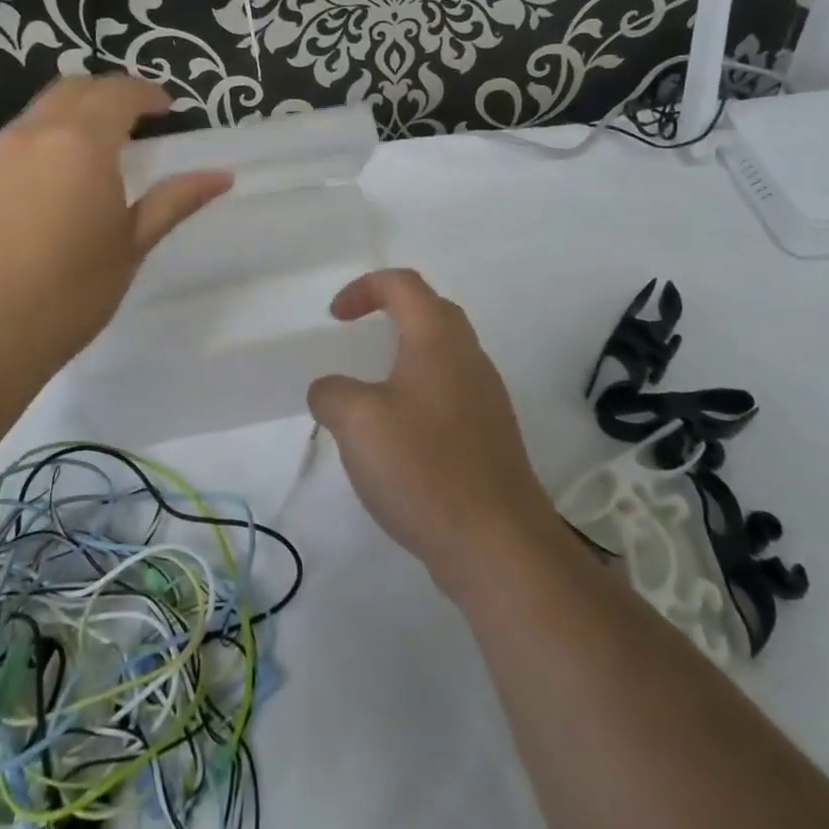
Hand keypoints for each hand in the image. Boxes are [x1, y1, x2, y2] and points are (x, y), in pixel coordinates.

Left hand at [0, 76, 230, 375]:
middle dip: (107, 94)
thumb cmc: (73, 291)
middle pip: (72, 89)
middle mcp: (31, 135)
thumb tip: (221, 176)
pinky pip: (7, 150)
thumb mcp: (133, 244)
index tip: (166, 109)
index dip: (146, 93)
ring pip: (35, 117)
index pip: (118, 93)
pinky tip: (42, 194)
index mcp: (81, 144)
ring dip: (68, 121)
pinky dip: (35, 152)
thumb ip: (175, 200)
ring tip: (88, 158)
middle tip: (133, 121)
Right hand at [308, 270, 561, 593]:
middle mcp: (469, 358)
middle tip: (357, 342)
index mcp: (439, 339)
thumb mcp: (357, 422)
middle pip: (431, 312)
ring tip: (371, 394)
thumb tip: (330, 390)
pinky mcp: (491, 436)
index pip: (403, 284)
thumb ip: (332, 393)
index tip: (335, 319)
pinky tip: (399, 440)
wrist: (498, 544)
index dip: (364, 288)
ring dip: (405, 359)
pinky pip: (450, 394)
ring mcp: (486, 398)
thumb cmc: (423, 467)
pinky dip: (419, 396)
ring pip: (443, 356)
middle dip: (390, 315)